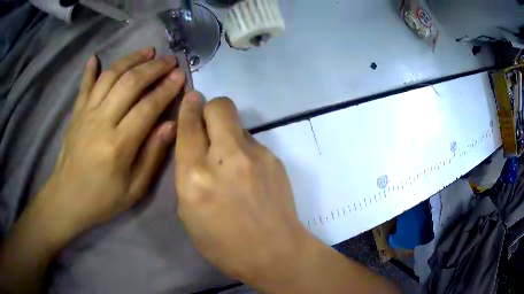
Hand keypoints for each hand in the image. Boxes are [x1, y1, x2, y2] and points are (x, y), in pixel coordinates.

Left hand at [0, 48, 185, 293]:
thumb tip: (171, 125)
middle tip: (170, 60)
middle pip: (130, 83)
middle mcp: (102, 121)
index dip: (166, 88)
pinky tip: (96, 57)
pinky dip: (90, 70)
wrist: (67, 199)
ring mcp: (86, 114)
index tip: (181, 76)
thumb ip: (152, 156)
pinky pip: (84, 85)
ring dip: (130, 59)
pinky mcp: (76, 113)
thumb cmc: (102, 199)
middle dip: (153, 68)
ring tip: (147, 51)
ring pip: (110, 76)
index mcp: (119, 145)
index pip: (148, 106)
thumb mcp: (134, 189)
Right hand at [175, 95, 311, 288]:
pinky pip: (253, 142)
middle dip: (210, 108)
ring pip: (237, 124)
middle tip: (208, 125)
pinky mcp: (275, 159)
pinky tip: (249, 175)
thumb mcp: (189, 214)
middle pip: (220, 106)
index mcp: (196, 176)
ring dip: (228, 134)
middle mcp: (226, 158)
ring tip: (231, 164)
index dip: (188, 108)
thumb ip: (187, 174)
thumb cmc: (223, 244)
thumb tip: (196, 147)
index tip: (191, 99)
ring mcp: (256, 156)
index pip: (189, 125)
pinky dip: (244, 151)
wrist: (275, 253)